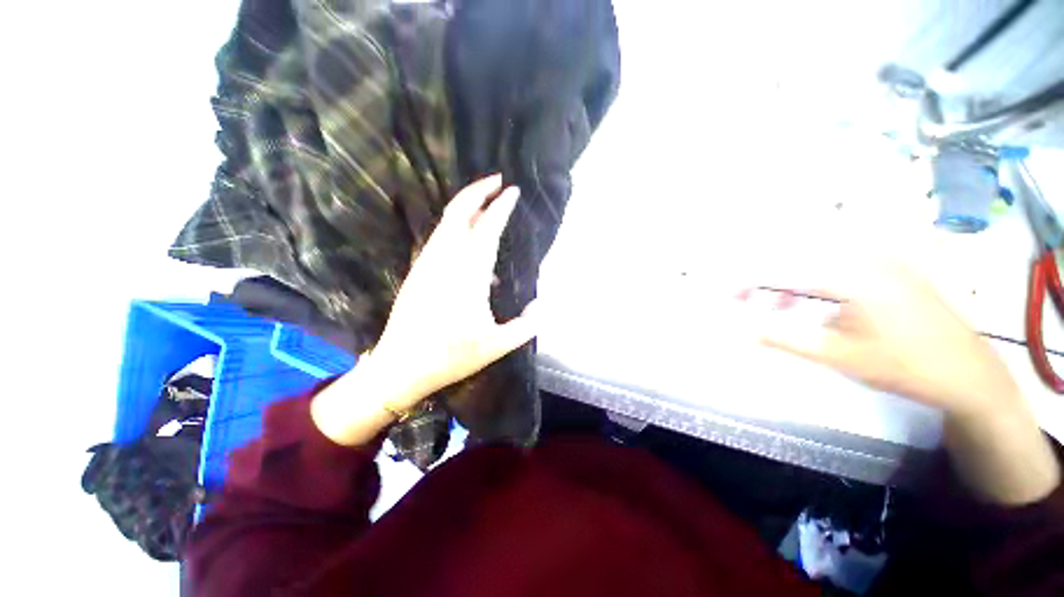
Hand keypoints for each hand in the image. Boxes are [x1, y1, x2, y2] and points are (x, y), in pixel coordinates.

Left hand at [312, 175, 537, 445]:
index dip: (500, 207)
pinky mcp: (417, 271)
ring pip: (446, 222)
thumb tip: (540, 306)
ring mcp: (427, 264)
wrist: (399, 367)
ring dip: (466, 205)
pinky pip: (439, 238)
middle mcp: (445, 262)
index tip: (513, 191)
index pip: (487, 230)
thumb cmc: (451, 357)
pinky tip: (471, 242)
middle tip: (497, 180)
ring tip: (486, 203)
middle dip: (478, 190)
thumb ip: (526, 325)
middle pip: (458, 213)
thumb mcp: (498, 346)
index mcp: (468, 277)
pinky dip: (457, 227)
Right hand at [756, 261, 1021, 419]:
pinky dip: (823, 281)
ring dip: (797, 282)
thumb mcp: (839, 356)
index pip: (788, 272)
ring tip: (786, 305)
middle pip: (803, 260)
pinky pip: (847, 267)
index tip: (731, 294)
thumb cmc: (902, 366)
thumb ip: (788, 339)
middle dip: (772, 280)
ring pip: (824, 263)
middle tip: (755, 300)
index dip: (753, 283)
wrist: (969, 374)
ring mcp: (887, 263)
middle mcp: (869, 261)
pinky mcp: (898, 271)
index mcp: (852, 278)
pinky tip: (824, 304)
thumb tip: (749, 331)